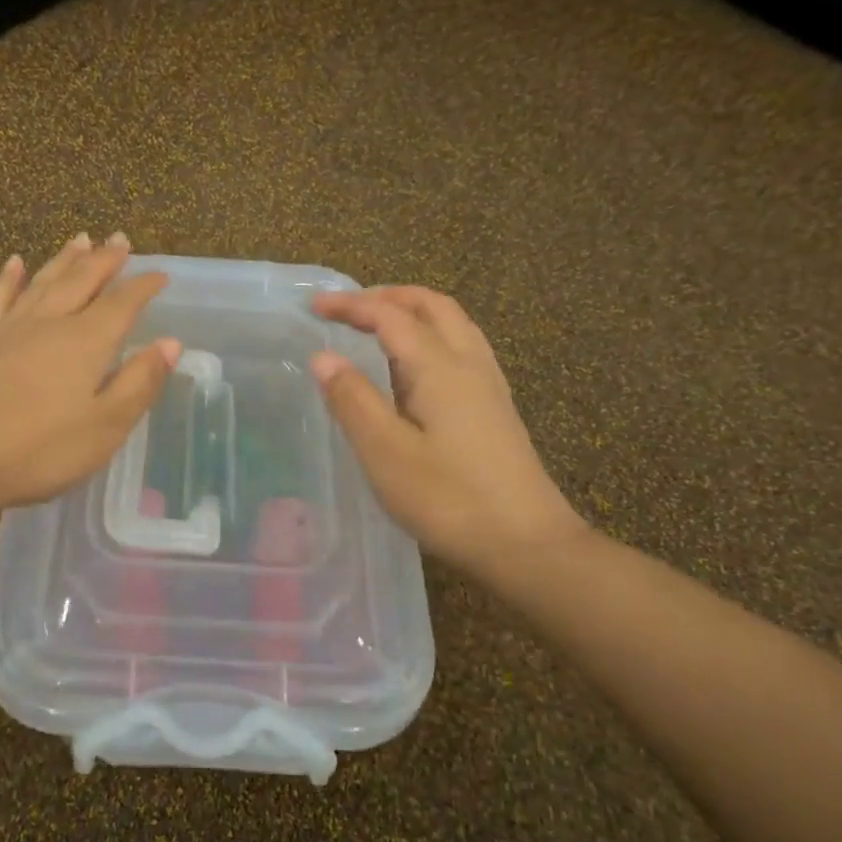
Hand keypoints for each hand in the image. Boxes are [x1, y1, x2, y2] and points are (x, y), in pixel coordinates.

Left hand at [0, 233, 180, 511]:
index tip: (160, 273)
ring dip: (65, 259)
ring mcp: (12, 328)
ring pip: (45, 281)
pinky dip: (10, 278)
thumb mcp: (107, 424)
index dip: (143, 286)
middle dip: (105, 259)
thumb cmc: (43, 448)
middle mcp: (51, 322)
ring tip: (80, 238)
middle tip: (120, 239)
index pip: (123, 303)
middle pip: (82, 280)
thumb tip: (171, 343)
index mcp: (87, 341)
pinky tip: (15, 263)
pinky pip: (0, 298)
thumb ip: (140, 381)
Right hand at [309, 286, 584, 573]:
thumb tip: (323, 357)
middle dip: (388, 297)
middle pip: (431, 306)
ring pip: (453, 324)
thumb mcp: (386, 453)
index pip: (390, 316)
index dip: (352, 305)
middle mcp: (469, 364)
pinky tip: (415, 368)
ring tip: (378, 327)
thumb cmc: (448, 499)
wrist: (526, 544)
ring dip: (413, 312)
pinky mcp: (496, 408)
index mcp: (439, 368)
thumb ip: (353, 400)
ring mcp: (489, 385)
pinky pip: (462, 347)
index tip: (314, 305)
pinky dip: (430, 335)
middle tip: (348, 308)